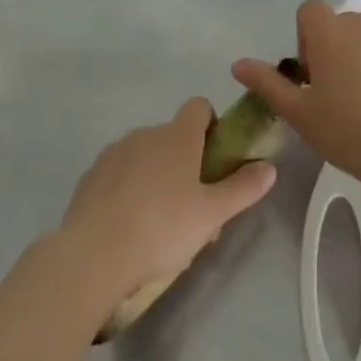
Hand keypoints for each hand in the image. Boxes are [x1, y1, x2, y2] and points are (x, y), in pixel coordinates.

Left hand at [59, 98, 276, 302]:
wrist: (94, 253)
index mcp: (177, 136)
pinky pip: (119, 172)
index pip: (199, 107)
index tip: (215, 158)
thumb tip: (269, 167)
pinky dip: (129, 188)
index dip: (212, 126)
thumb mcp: (213, 213)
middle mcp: (144, 134)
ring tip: (160, 221)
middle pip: (173, 136)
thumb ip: (243, 188)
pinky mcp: (91, 175)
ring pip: (145, 155)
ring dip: (157, 175)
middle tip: (194, 204)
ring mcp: (113, 153)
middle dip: (186, 161)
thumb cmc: (162, 227)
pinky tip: (130, 224)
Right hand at [233, 0, 360, 182]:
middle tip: (340, 94)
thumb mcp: (297, 113)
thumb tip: (238, 64)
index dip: (307, 37)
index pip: (310, 10)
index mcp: (330, 32)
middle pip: (344, 25)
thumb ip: (266, 83)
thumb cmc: (346, 131)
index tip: (313, 74)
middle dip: (339, 49)